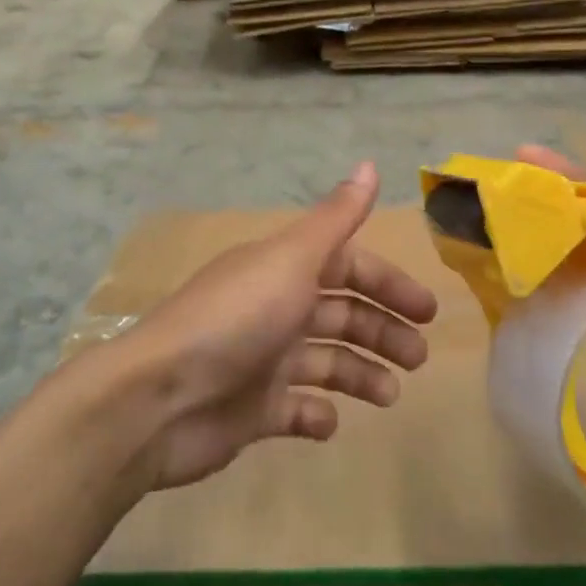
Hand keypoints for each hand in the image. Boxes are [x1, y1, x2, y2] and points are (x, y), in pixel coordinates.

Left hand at [123, 161, 436, 489]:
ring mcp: (262, 360)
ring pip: (326, 362)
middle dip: (382, 332)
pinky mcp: (251, 410)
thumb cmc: (236, 320)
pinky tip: (330, 421)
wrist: (158, 399)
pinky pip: (294, 409)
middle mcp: (275, 309)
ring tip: (389, 396)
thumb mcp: (292, 260)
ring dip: (361, 374)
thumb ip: (336, 218)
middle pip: (341, 314)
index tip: (426, 312)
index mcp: (284, 270)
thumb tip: (371, 163)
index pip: (347, 267)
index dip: (387, 284)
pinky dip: (317, 414)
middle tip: (419, 357)